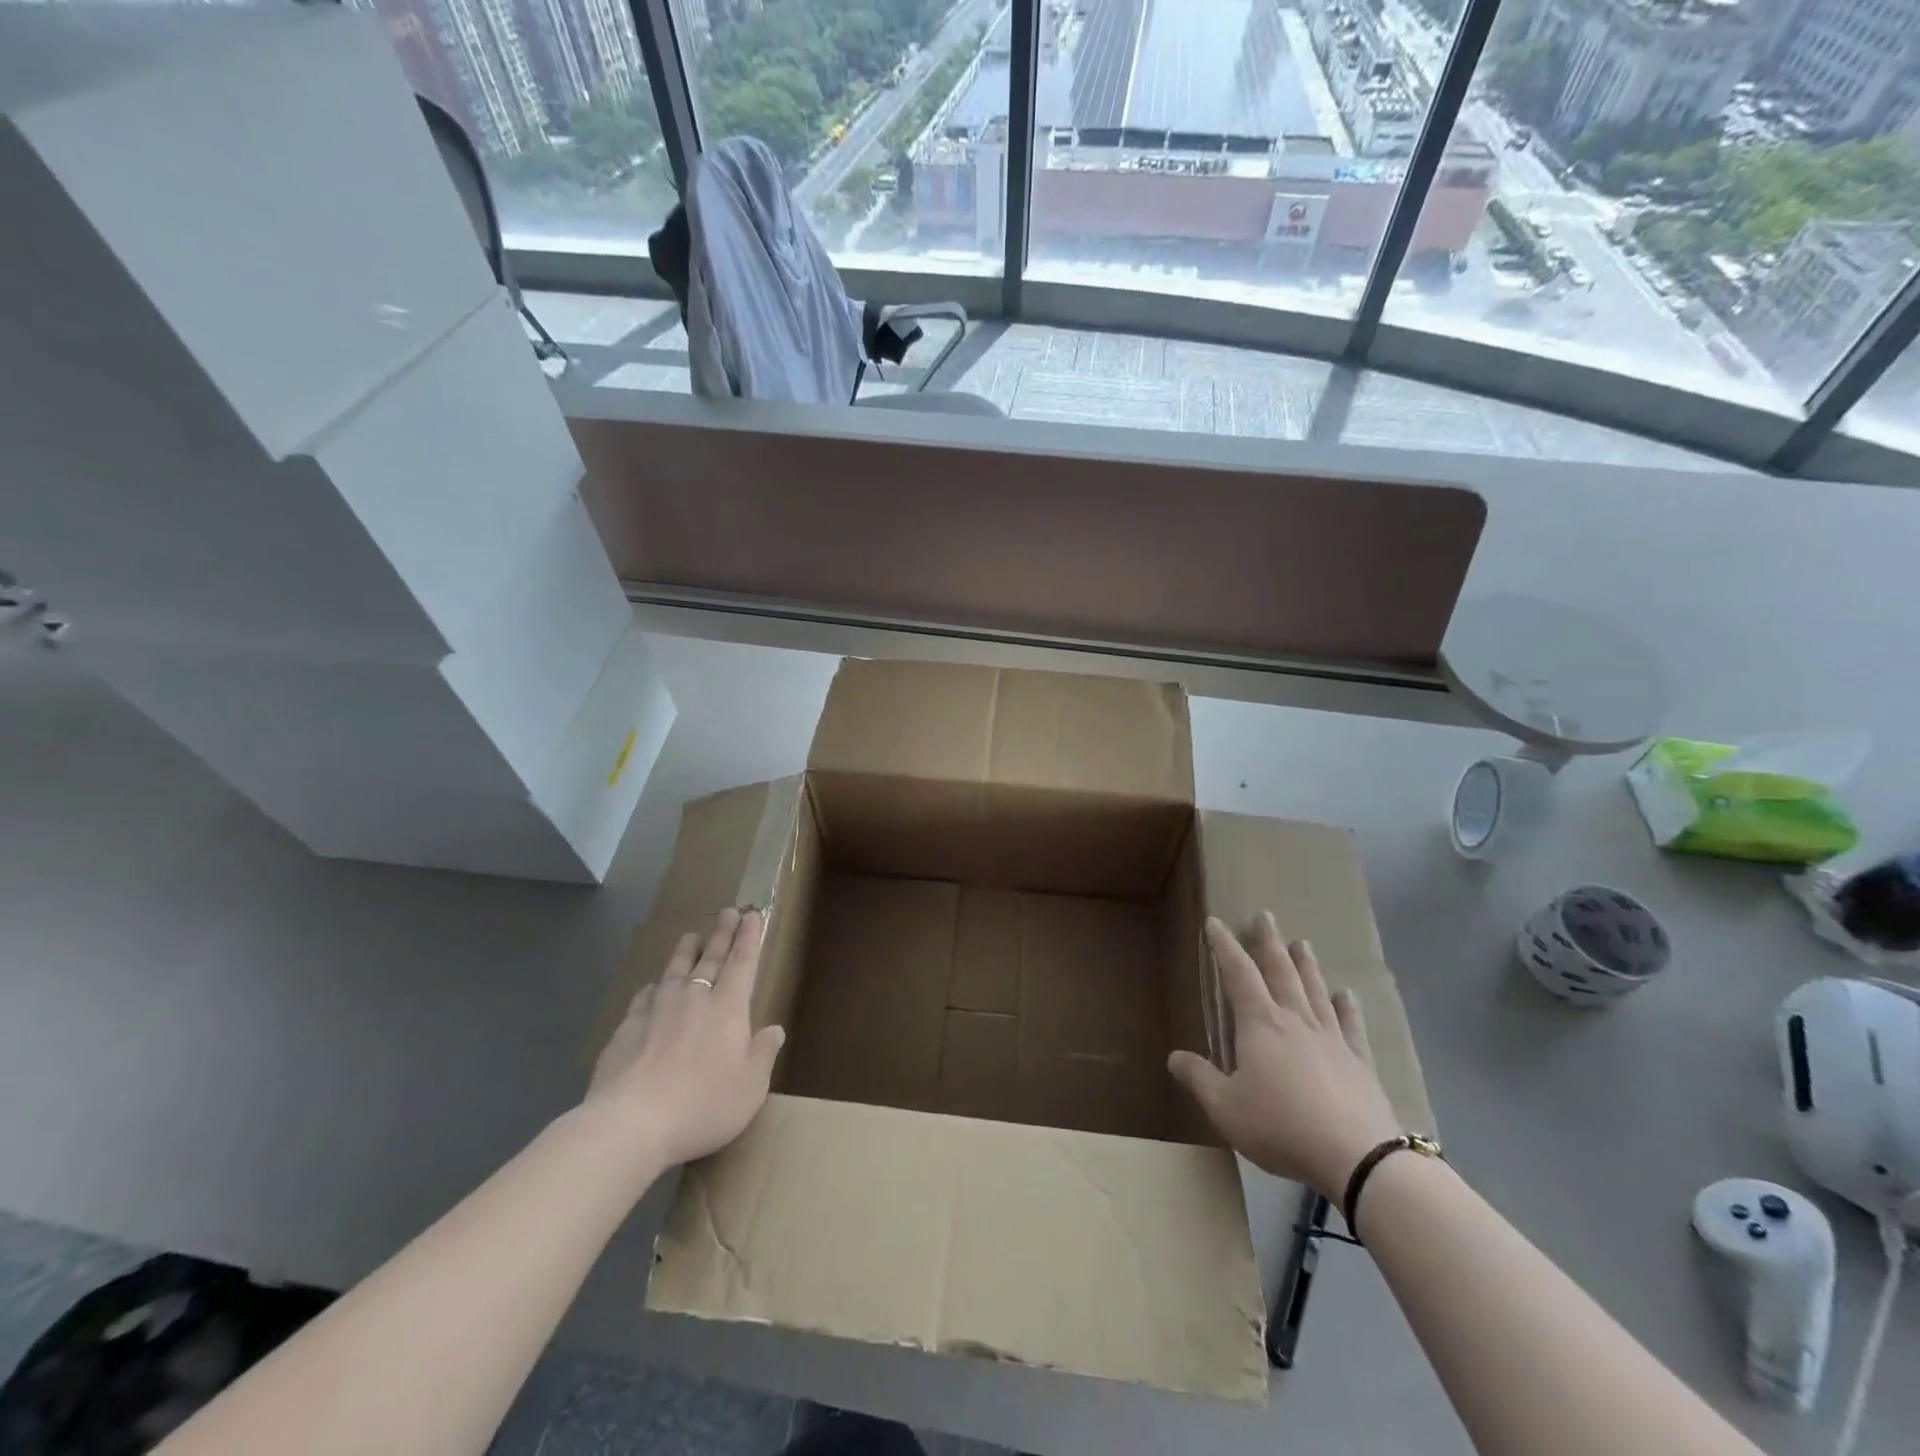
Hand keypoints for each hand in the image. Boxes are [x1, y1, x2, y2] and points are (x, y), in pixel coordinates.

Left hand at [585, 907, 785, 1168]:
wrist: (631, 1123)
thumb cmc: (702, 1105)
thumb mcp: (750, 1088)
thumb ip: (763, 1054)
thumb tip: (774, 1029)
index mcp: (728, 1009)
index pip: (742, 963)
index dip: (749, 937)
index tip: (752, 914)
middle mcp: (694, 999)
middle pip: (710, 958)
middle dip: (722, 933)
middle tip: (728, 911)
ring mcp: (656, 1010)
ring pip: (675, 970)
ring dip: (685, 951)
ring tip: (691, 935)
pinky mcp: (626, 1028)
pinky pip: (644, 997)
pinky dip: (653, 987)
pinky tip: (652, 986)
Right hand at [1168, 912, 1401, 1198]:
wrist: (1357, 1157)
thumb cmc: (1281, 1126)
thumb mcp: (1226, 1107)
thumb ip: (1200, 1079)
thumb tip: (1174, 1057)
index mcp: (1260, 1025)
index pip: (1238, 974)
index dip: (1225, 947)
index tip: (1216, 923)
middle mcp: (1295, 1021)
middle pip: (1281, 972)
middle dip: (1269, 943)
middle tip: (1265, 916)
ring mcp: (1331, 1039)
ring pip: (1315, 991)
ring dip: (1306, 965)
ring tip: (1302, 943)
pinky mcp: (1359, 1063)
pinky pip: (1351, 1026)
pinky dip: (1347, 1008)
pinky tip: (1347, 996)